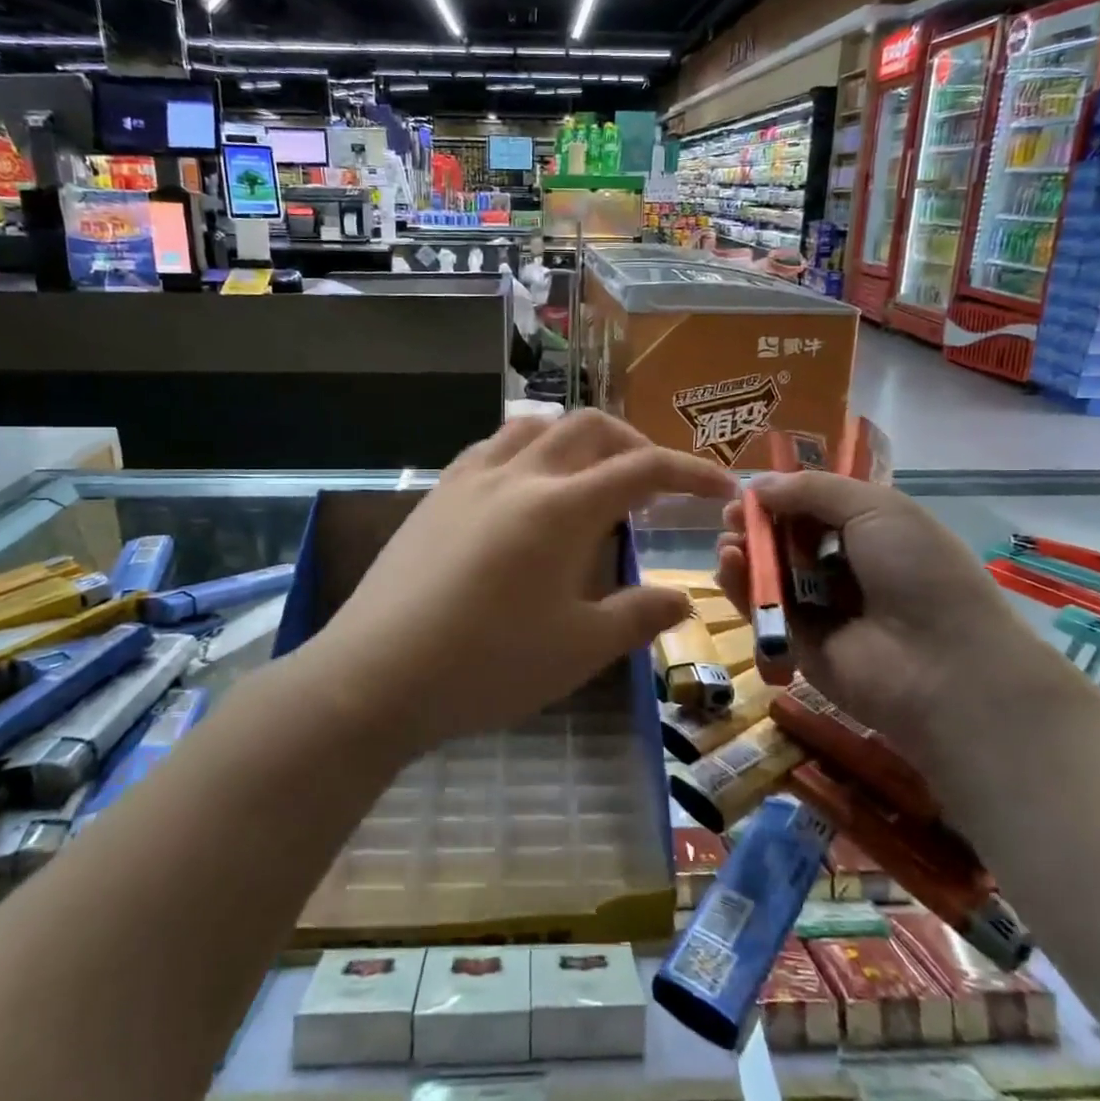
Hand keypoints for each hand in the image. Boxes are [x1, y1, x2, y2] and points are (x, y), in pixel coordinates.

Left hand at [318, 411, 736, 754]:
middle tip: (655, 483)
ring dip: (577, 438)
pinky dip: (529, 449)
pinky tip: (526, 487)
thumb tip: (682, 599)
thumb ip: (637, 615)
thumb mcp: (578, 649)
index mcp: (563, 507)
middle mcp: (520, 474)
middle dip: (635, 444)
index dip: (691, 472)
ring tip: (592, 474)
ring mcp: (471, 477)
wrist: (377, 675)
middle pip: (590, 428)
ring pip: (537, 426)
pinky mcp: (437, 493)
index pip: (643, 468)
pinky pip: (493, 446)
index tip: (722, 488)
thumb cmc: (488, 666)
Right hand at [715, 472, 1038, 770]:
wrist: (940, 665)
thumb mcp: (875, 508)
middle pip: (787, 539)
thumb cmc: (918, 572)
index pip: (817, 508)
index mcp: (872, 533)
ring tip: (730, 540)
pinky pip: (760, 608)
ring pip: (769, 572)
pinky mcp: (795, 643)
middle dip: (757, 522)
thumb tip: (757, 484)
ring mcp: (819, 608)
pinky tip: (729, 563)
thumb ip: (812, 489)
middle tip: (732, 514)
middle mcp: (845, 568)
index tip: (751, 489)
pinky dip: (740, 584)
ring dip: (745, 550)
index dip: (784, 496)